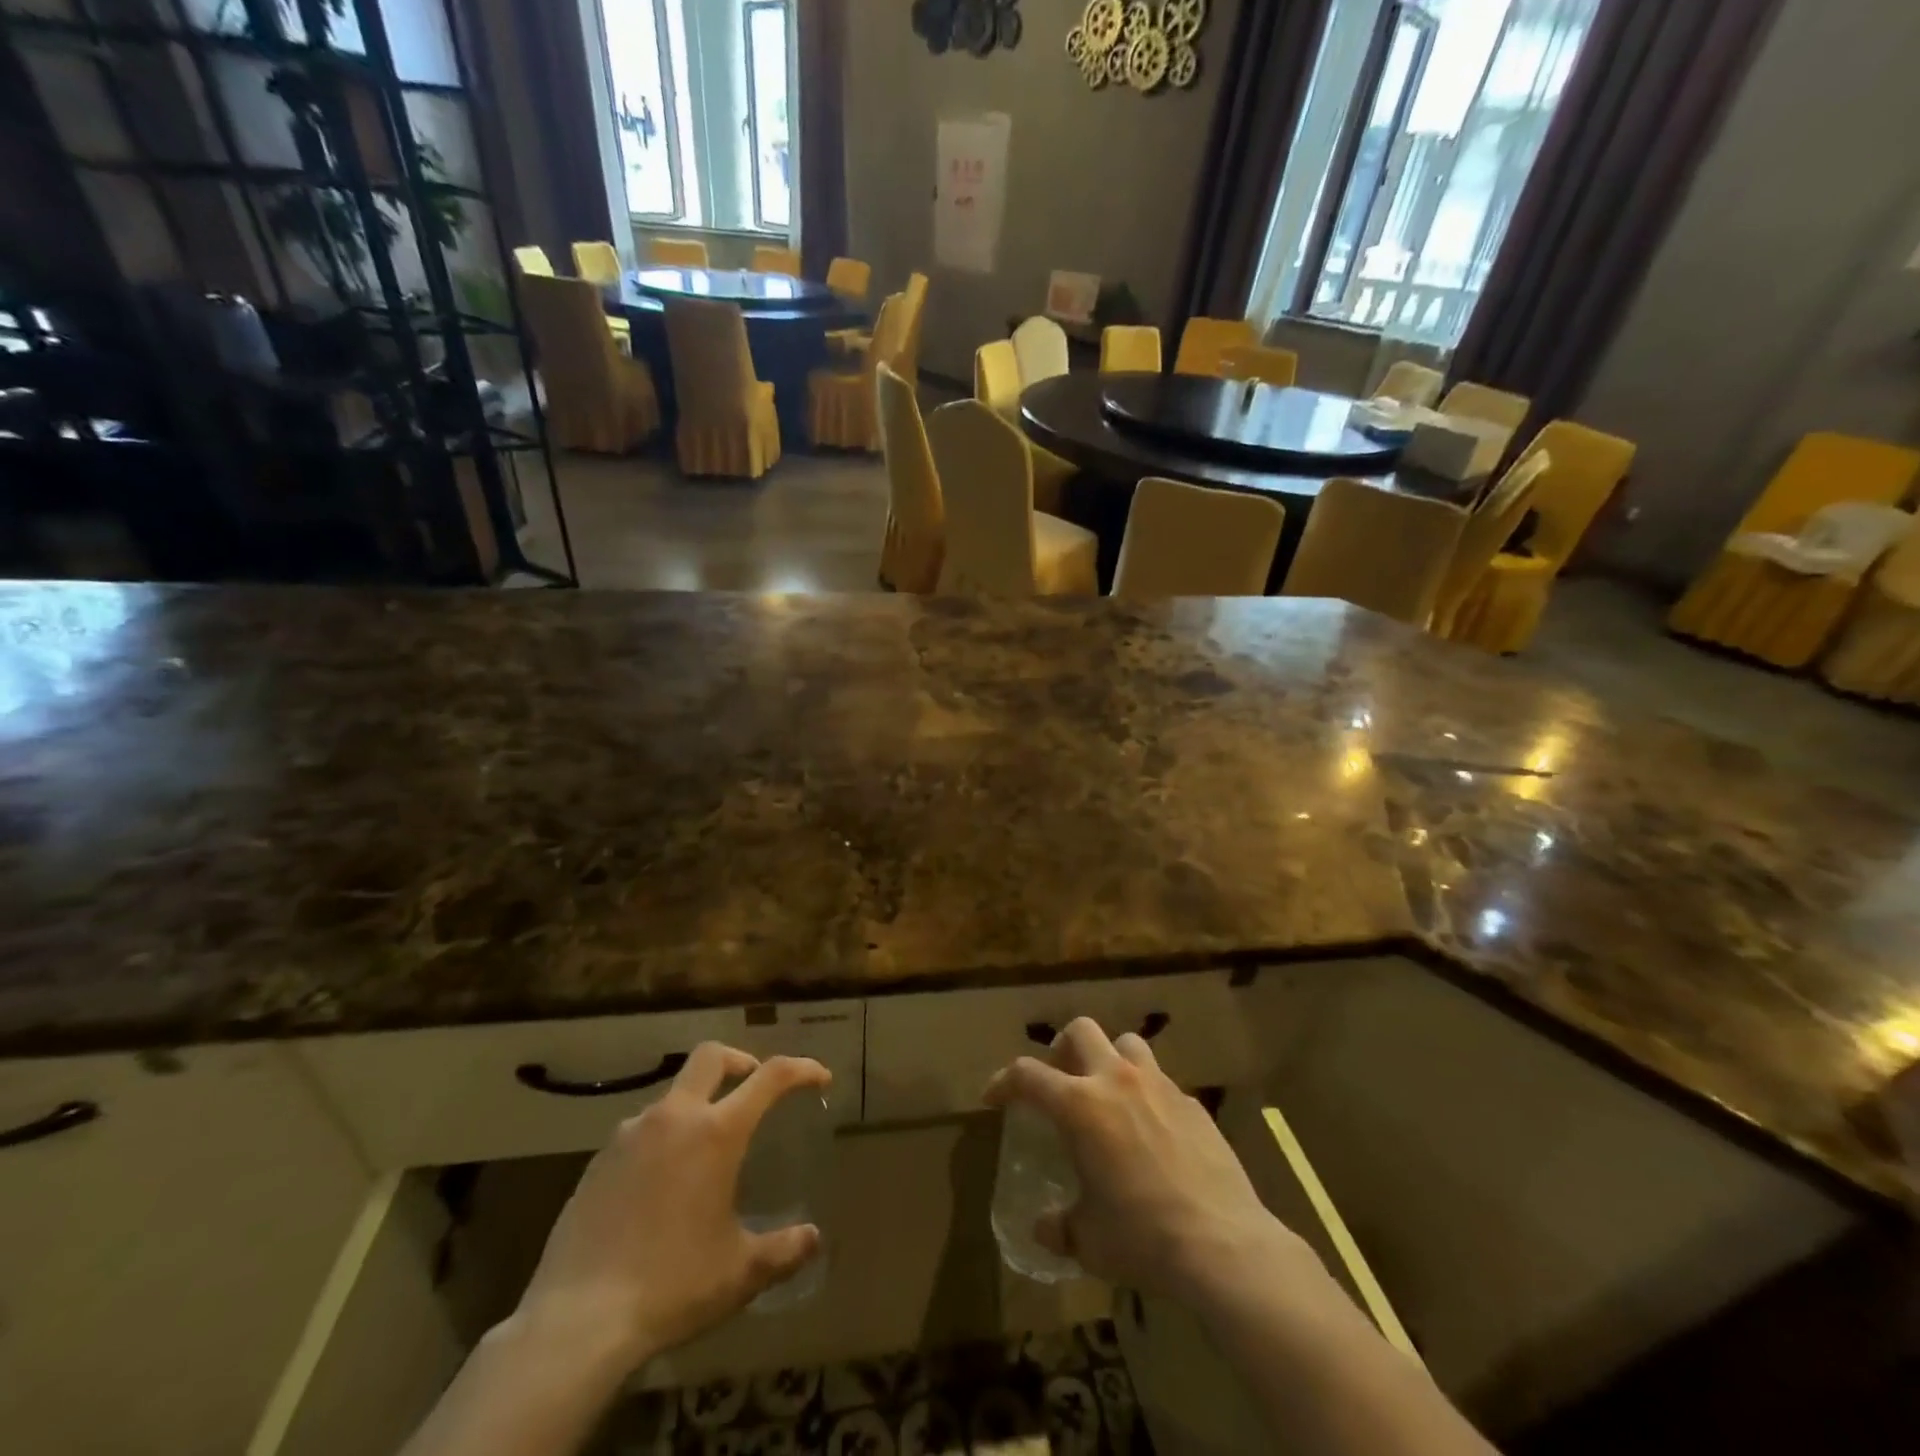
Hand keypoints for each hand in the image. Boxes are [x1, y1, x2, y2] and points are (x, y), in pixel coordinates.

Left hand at [511, 1043, 830, 1370]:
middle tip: (751, 1085)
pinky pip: (639, 1132)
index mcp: (716, 1132)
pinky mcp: (596, 1162)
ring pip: (671, 1095)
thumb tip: (812, 1240)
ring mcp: (629, 1136)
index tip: (818, 1078)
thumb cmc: (672, 1286)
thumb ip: (782, 1250)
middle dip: (739, 1061)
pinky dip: (660, 1140)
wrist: (576, 1322)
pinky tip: (659, 1185)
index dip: (801, 1069)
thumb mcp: (739, 1273)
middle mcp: (674, 1118)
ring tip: (703, 1150)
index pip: (770, 1076)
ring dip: (695, 1105)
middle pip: (710, 1056)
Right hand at [983, 1018, 1300, 1303]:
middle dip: (1062, 1048)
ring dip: (1110, 1059)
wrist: (1222, 1244)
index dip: (1003, 1081)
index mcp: (1080, 1106)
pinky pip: (1161, 1081)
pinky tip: (1153, 1131)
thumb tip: (1043, 1227)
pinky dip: (1147, 1093)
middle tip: (1060, 1080)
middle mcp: (1116, 1081)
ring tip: (1109, 1093)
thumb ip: (1059, 1227)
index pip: (1027, 1075)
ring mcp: (1159, 1086)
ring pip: (1127, 1043)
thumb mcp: (1088, 1240)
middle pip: (1081, 1030)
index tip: (994, 1097)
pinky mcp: (1192, 1103)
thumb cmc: (1142, 1237)